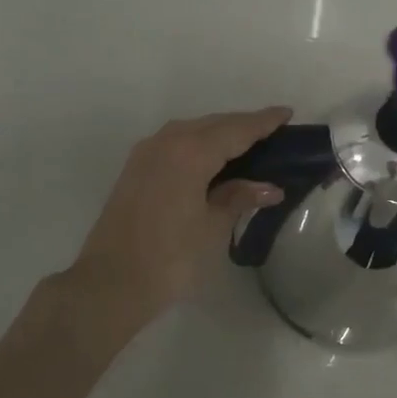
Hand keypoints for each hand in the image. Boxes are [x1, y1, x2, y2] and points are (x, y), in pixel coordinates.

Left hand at [68, 107, 291, 326]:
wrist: (110, 284)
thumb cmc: (170, 258)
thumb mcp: (212, 227)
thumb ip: (239, 198)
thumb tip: (269, 188)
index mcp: (191, 151)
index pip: (236, 129)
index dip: (263, 122)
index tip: (286, 113)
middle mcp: (167, 142)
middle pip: (213, 124)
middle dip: (242, 125)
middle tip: (272, 132)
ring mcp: (146, 153)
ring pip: (192, 131)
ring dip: (219, 134)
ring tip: (246, 145)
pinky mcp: (135, 169)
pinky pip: (175, 143)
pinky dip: (198, 145)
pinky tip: (211, 161)